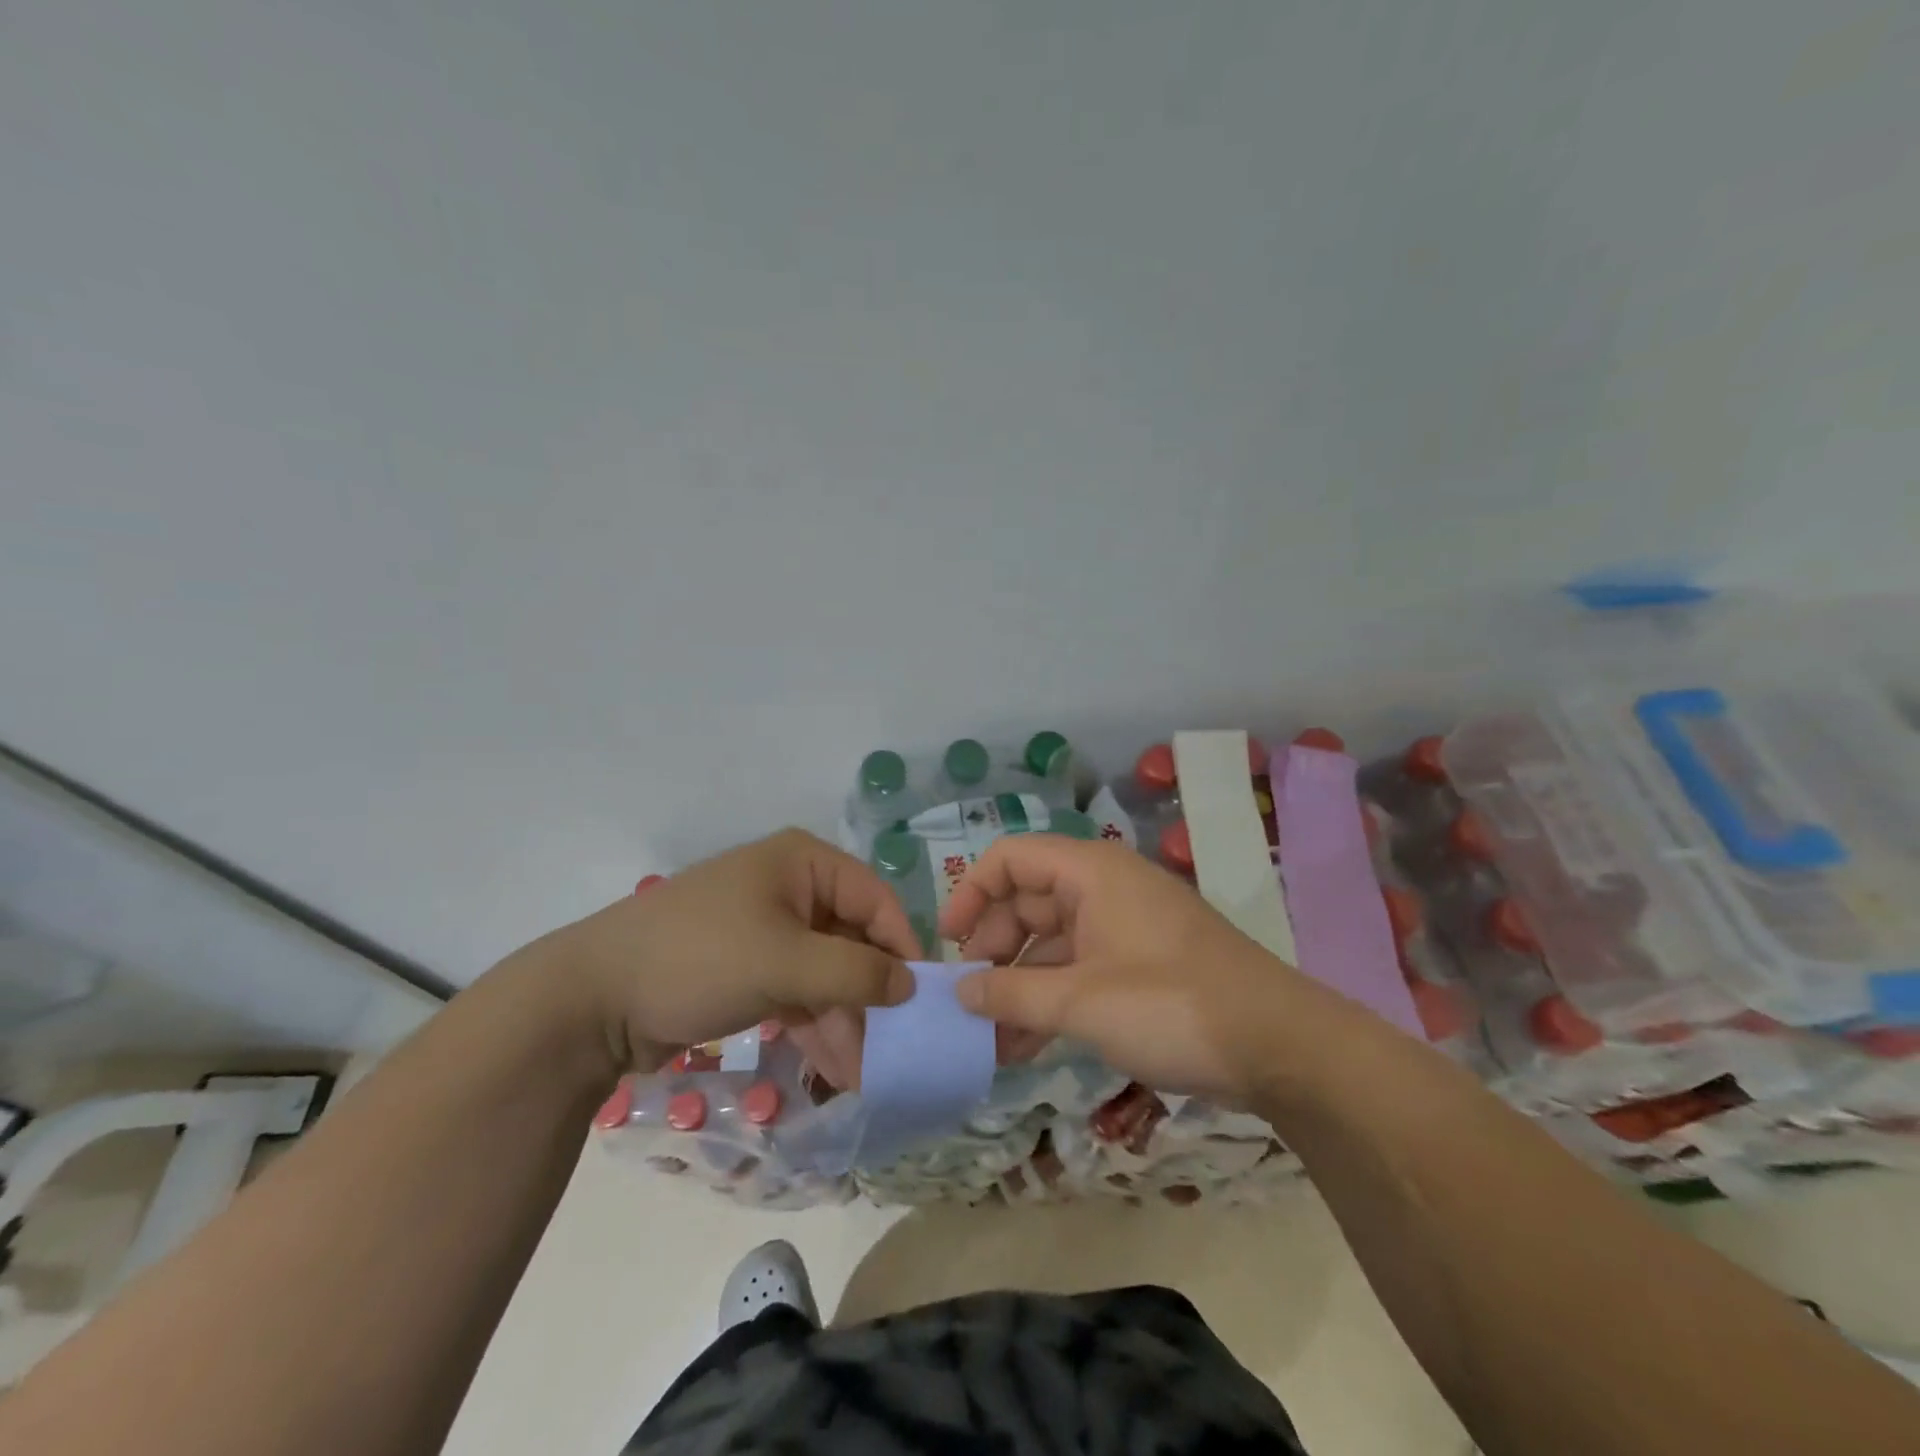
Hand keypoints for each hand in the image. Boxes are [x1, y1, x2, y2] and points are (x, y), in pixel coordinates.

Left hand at [541, 829, 917, 1078]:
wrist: (591, 999)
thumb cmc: (698, 959)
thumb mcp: (784, 964)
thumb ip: (856, 973)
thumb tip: (910, 985)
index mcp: (803, 864)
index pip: (876, 899)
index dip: (902, 947)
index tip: (922, 1001)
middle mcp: (792, 888)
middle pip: (853, 939)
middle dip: (872, 996)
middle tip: (895, 1050)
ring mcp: (769, 929)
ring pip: (827, 972)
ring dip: (847, 1020)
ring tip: (866, 1075)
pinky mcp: (750, 968)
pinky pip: (800, 992)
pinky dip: (817, 1026)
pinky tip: (836, 1070)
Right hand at [941, 835, 1319, 1105]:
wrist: (1280, 1046)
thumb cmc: (1171, 1004)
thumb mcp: (1080, 1001)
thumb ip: (1011, 994)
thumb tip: (960, 991)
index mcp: (1090, 873)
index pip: (1011, 858)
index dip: (971, 893)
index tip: (948, 944)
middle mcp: (1105, 888)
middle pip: (1028, 900)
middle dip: (994, 949)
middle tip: (970, 998)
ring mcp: (1124, 927)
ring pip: (1052, 942)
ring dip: (1019, 984)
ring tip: (989, 1037)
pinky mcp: (1141, 963)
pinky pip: (1079, 968)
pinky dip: (1051, 998)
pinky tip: (1025, 1045)